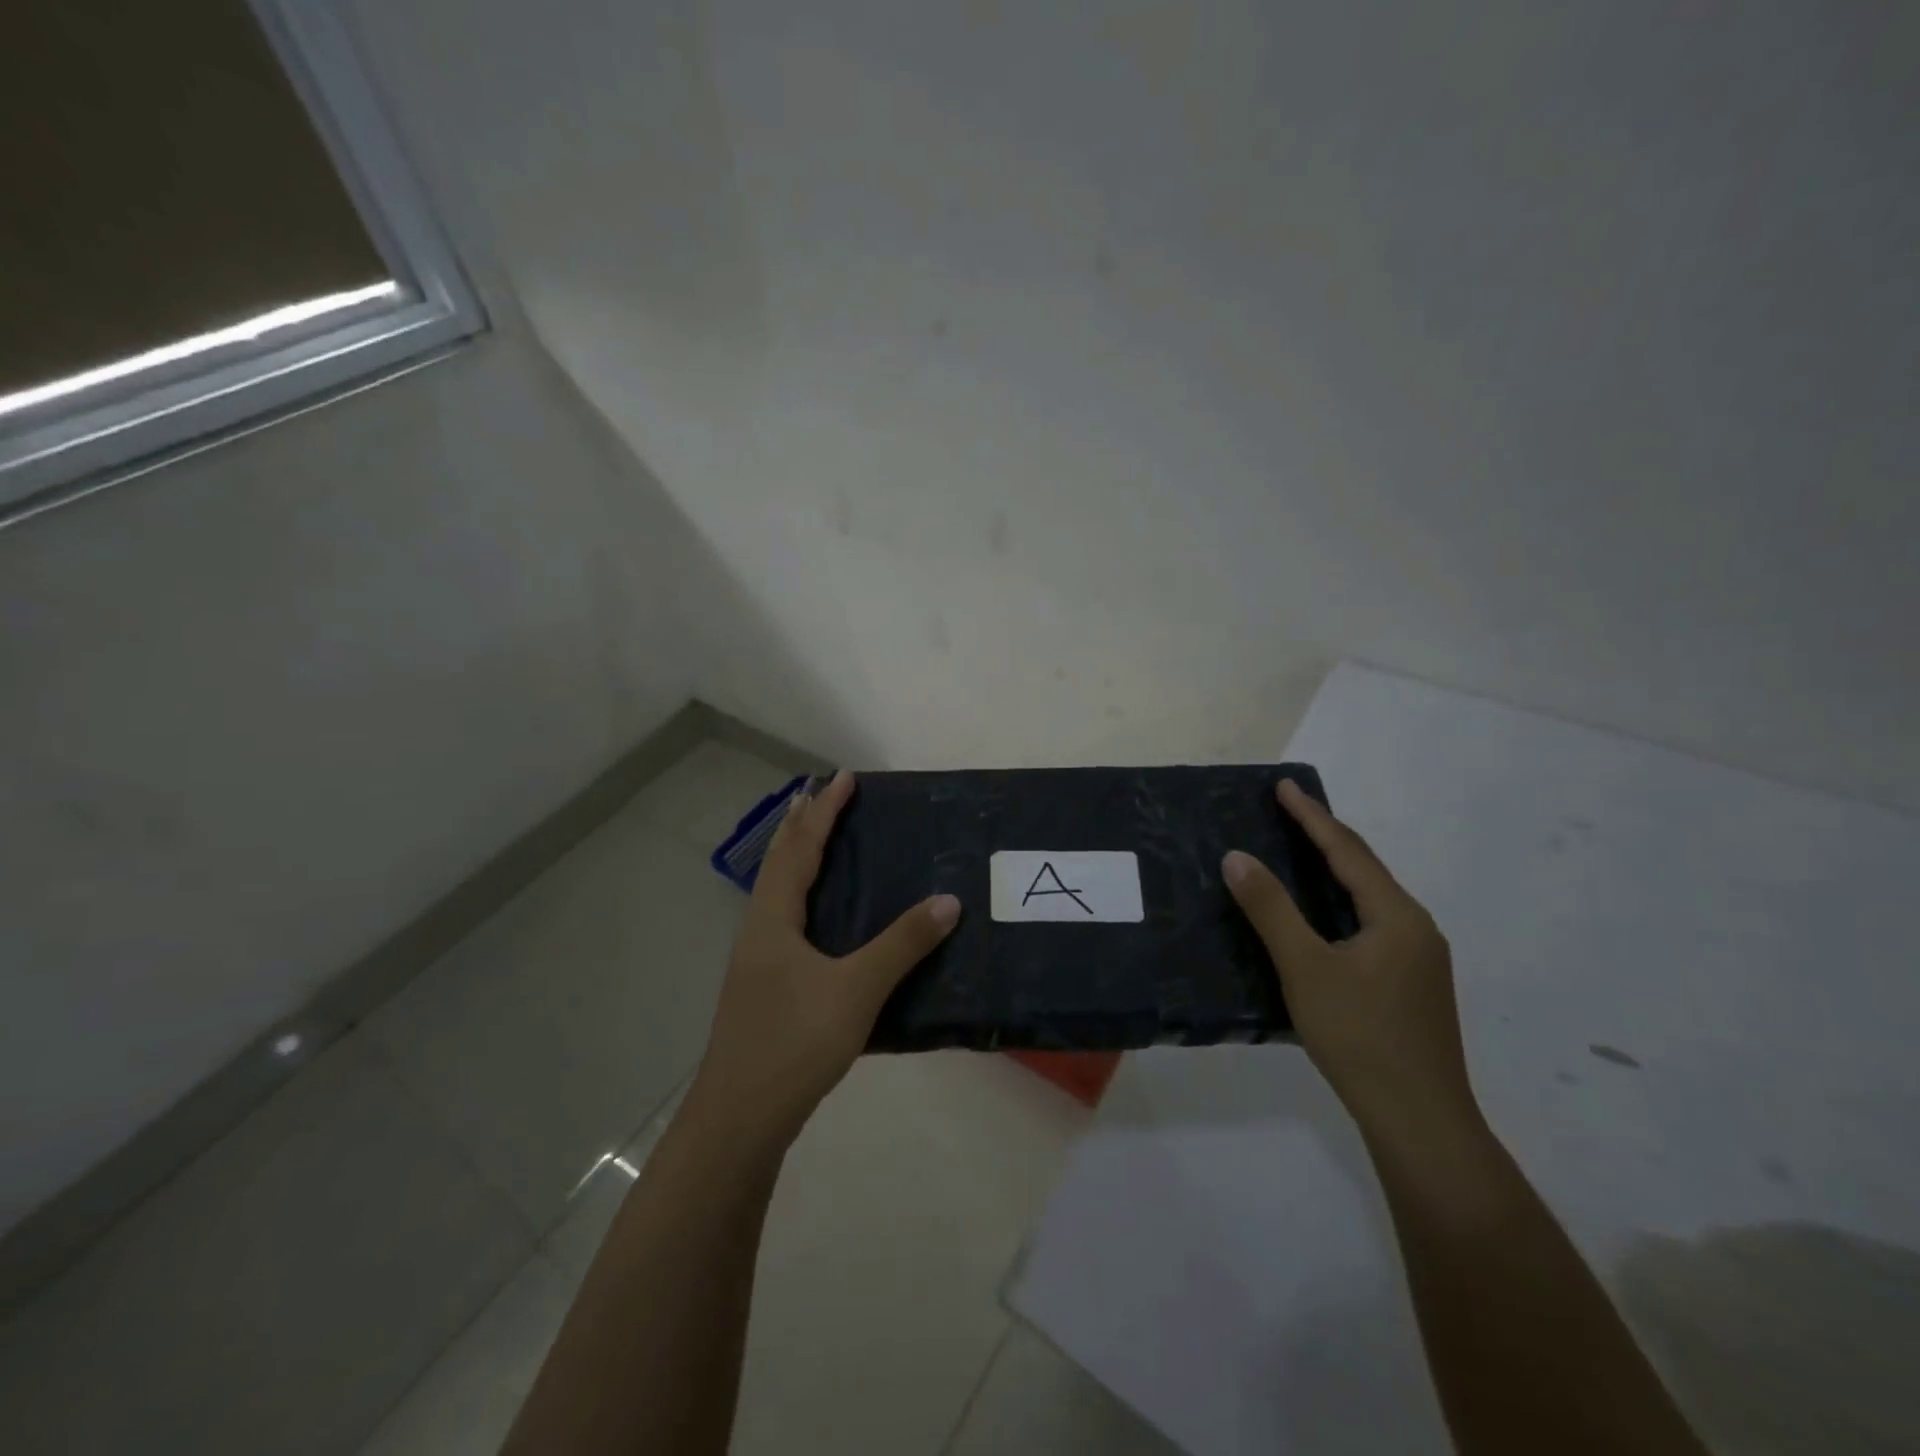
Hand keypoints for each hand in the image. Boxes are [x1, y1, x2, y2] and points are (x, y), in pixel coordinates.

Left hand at [688, 770, 960, 1146]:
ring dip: (799, 858)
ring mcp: (757, 961)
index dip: (824, 812)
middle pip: (780, 862)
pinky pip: (785, 919)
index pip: (801, 848)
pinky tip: (822, 919)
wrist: (739, 1118)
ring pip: (778, 892)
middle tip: (826, 795)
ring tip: (822, 841)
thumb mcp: (856, 990)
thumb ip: (902, 944)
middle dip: (803, 825)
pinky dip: (804, 895)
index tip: (845, 778)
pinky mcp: (764, 987)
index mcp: (774, 919)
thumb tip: (948, 900)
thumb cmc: (794, 1043)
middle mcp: (759, 930)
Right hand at [1223, 781, 1475, 1147]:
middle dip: (1324, 837)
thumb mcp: (1305, 968)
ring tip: (1297, 853)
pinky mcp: (1410, 984)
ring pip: (1368, 899)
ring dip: (1333, 871)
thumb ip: (1271, 909)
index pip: (1347, 851)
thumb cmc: (1360, 1036)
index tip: (1283, 786)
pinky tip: (1320, 917)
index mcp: (1397, 916)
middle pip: (1364, 870)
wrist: (1419, 1119)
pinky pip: (1370, 924)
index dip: (1312, 816)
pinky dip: (1339, 904)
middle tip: (1286, 812)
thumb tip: (1237, 857)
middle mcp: (1415, 928)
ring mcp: (1418, 959)